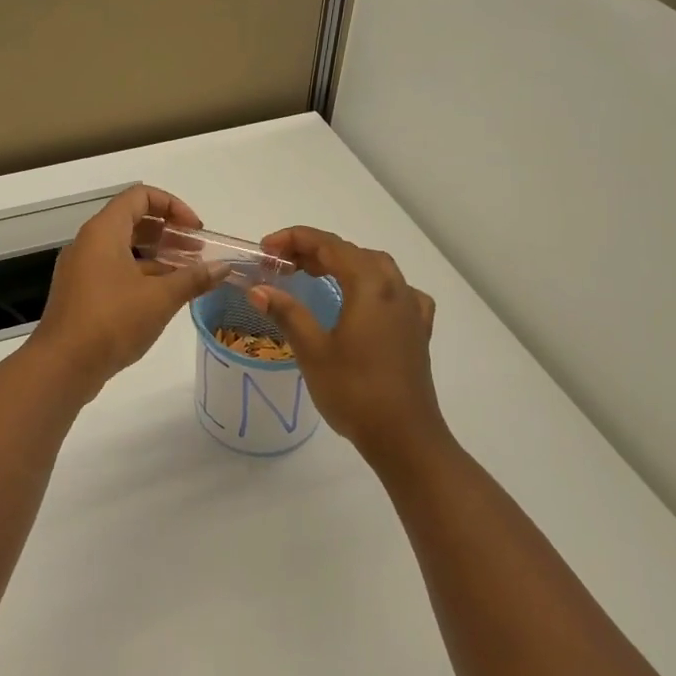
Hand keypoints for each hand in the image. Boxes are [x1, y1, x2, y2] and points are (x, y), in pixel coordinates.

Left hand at [28, 184, 221, 400]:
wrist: (62, 365)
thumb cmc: (112, 321)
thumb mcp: (160, 298)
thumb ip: (194, 278)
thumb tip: (223, 267)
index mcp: (103, 231)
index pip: (140, 196)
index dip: (173, 206)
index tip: (196, 230)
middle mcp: (88, 243)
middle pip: (133, 221)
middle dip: (169, 233)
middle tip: (199, 252)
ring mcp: (82, 270)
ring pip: (125, 250)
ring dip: (158, 257)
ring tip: (189, 275)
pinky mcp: (81, 294)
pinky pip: (115, 272)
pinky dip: (141, 276)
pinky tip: (165, 297)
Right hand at [249, 227, 449, 463]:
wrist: (404, 437)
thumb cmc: (354, 391)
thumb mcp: (312, 350)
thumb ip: (286, 312)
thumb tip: (257, 289)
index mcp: (369, 286)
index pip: (329, 245)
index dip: (294, 239)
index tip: (265, 249)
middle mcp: (395, 288)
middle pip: (352, 252)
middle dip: (315, 250)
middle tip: (281, 264)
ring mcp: (411, 310)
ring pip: (377, 268)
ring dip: (344, 264)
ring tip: (315, 276)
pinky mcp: (418, 331)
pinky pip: (398, 293)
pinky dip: (375, 286)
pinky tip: (366, 303)